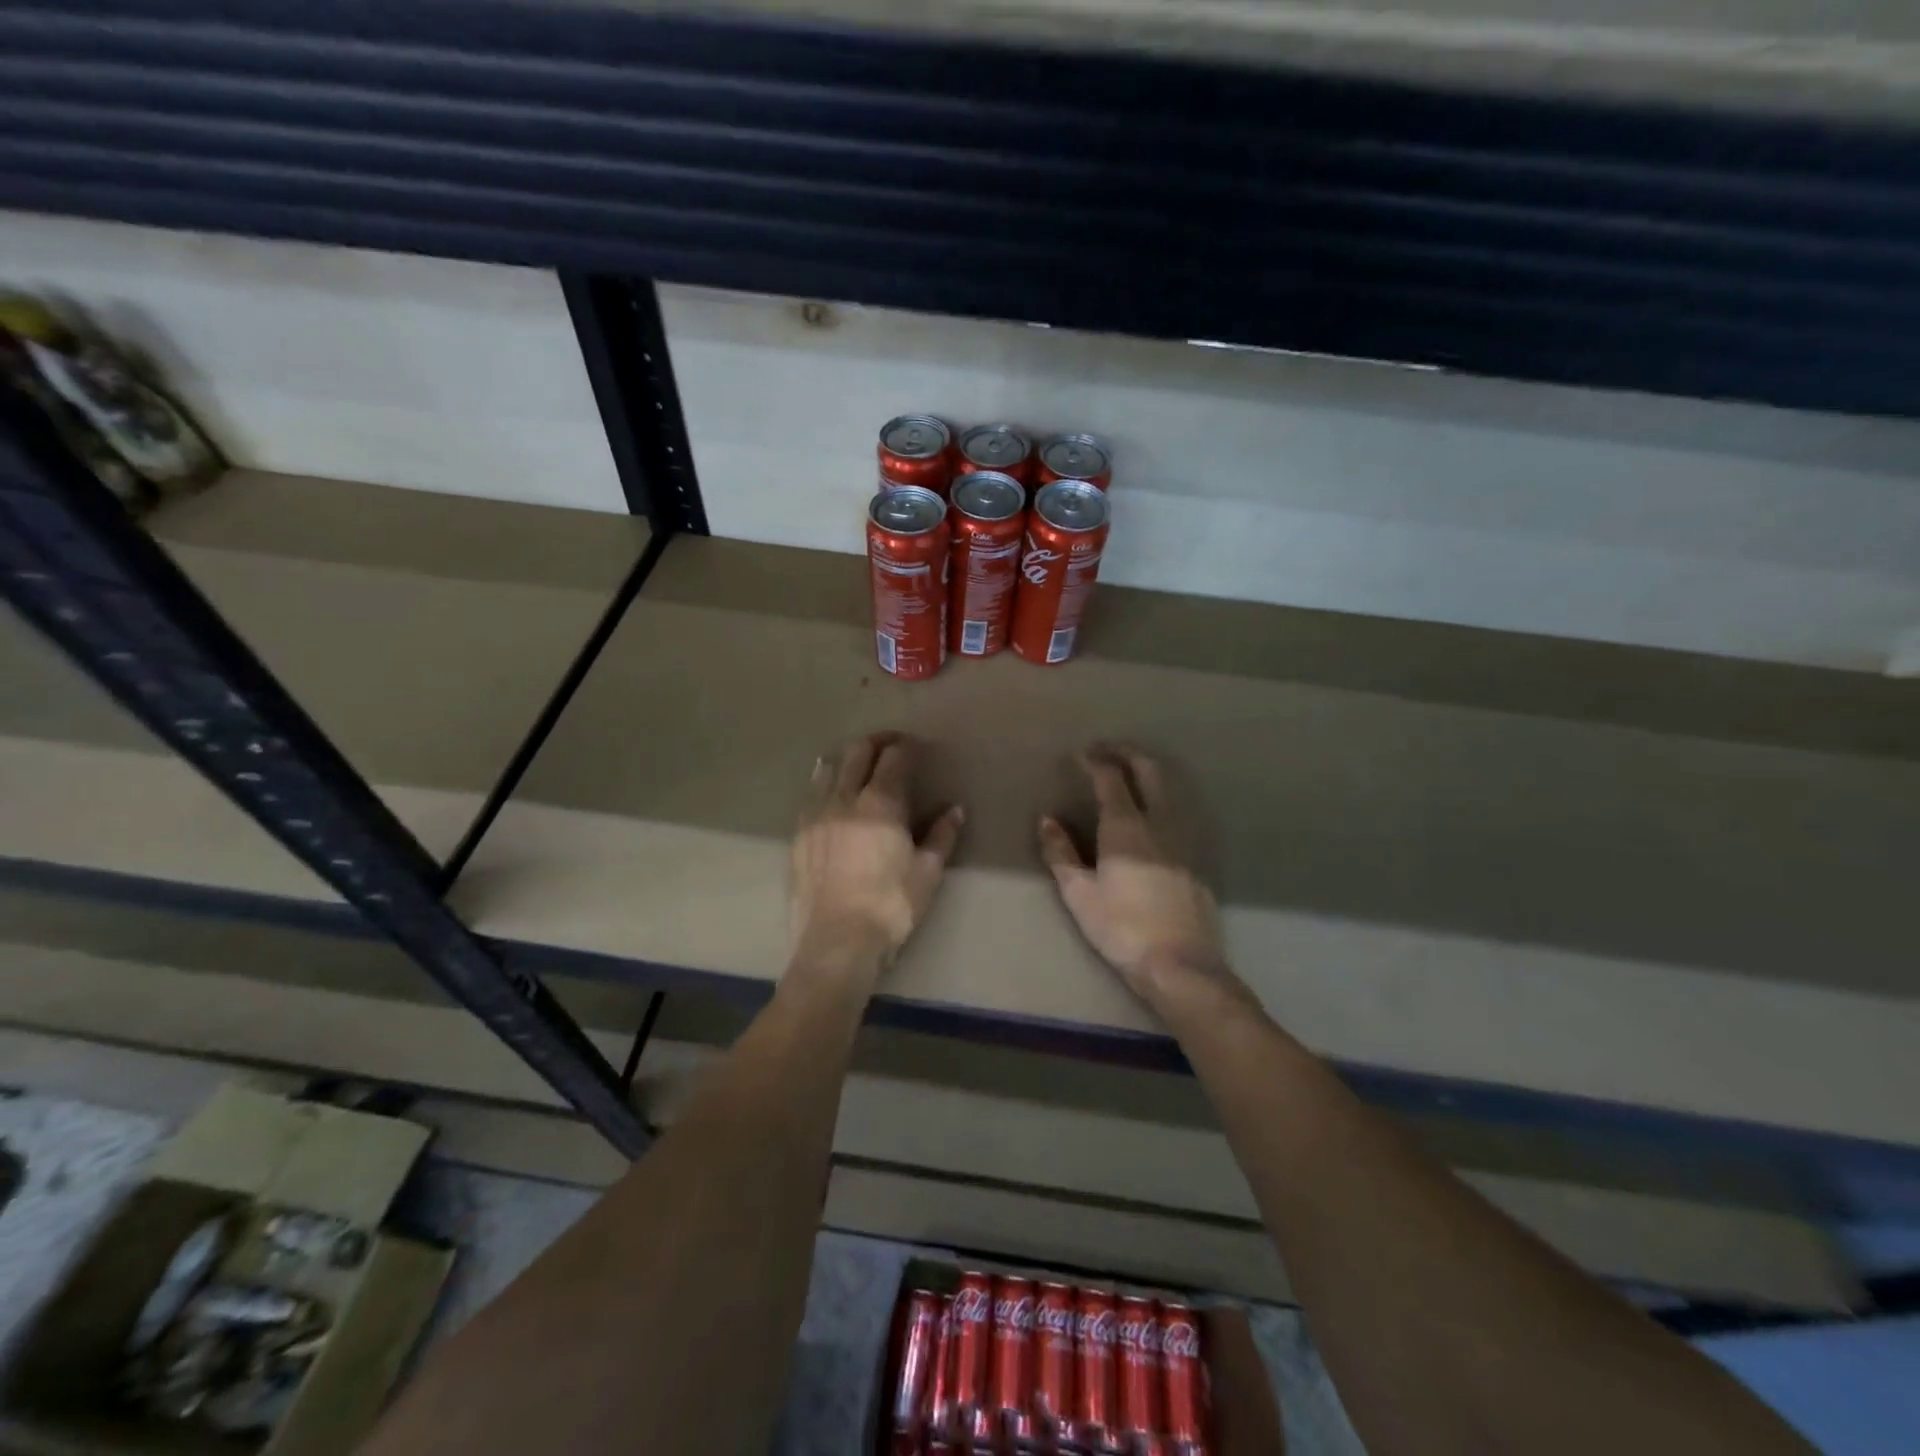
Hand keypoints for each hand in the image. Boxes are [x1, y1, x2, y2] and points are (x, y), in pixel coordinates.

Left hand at [790, 732, 964, 974]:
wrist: (836, 941)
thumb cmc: (891, 906)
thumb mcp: (927, 872)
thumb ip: (942, 835)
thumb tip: (955, 809)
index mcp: (881, 803)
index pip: (894, 758)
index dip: (907, 746)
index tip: (917, 747)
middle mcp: (845, 799)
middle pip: (859, 753)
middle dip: (877, 742)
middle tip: (892, 745)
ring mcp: (816, 815)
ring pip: (829, 768)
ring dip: (848, 759)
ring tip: (859, 764)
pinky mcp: (798, 834)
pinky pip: (810, 795)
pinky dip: (823, 782)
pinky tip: (827, 788)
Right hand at [1040, 746, 1240, 1013]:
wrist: (1180, 964)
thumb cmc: (1121, 928)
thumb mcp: (1079, 894)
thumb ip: (1061, 853)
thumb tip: (1047, 820)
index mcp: (1126, 827)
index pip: (1110, 778)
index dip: (1095, 760)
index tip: (1081, 753)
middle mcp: (1158, 823)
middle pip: (1149, 771)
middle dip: (1127, 753)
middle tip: (1106, 750)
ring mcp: (1183, 841)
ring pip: (1168, 791)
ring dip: (1146, 774)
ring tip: (1127, 777)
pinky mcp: (1195, 860)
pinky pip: (1176, 816)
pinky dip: (1158, 802)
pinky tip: (1148, 820)